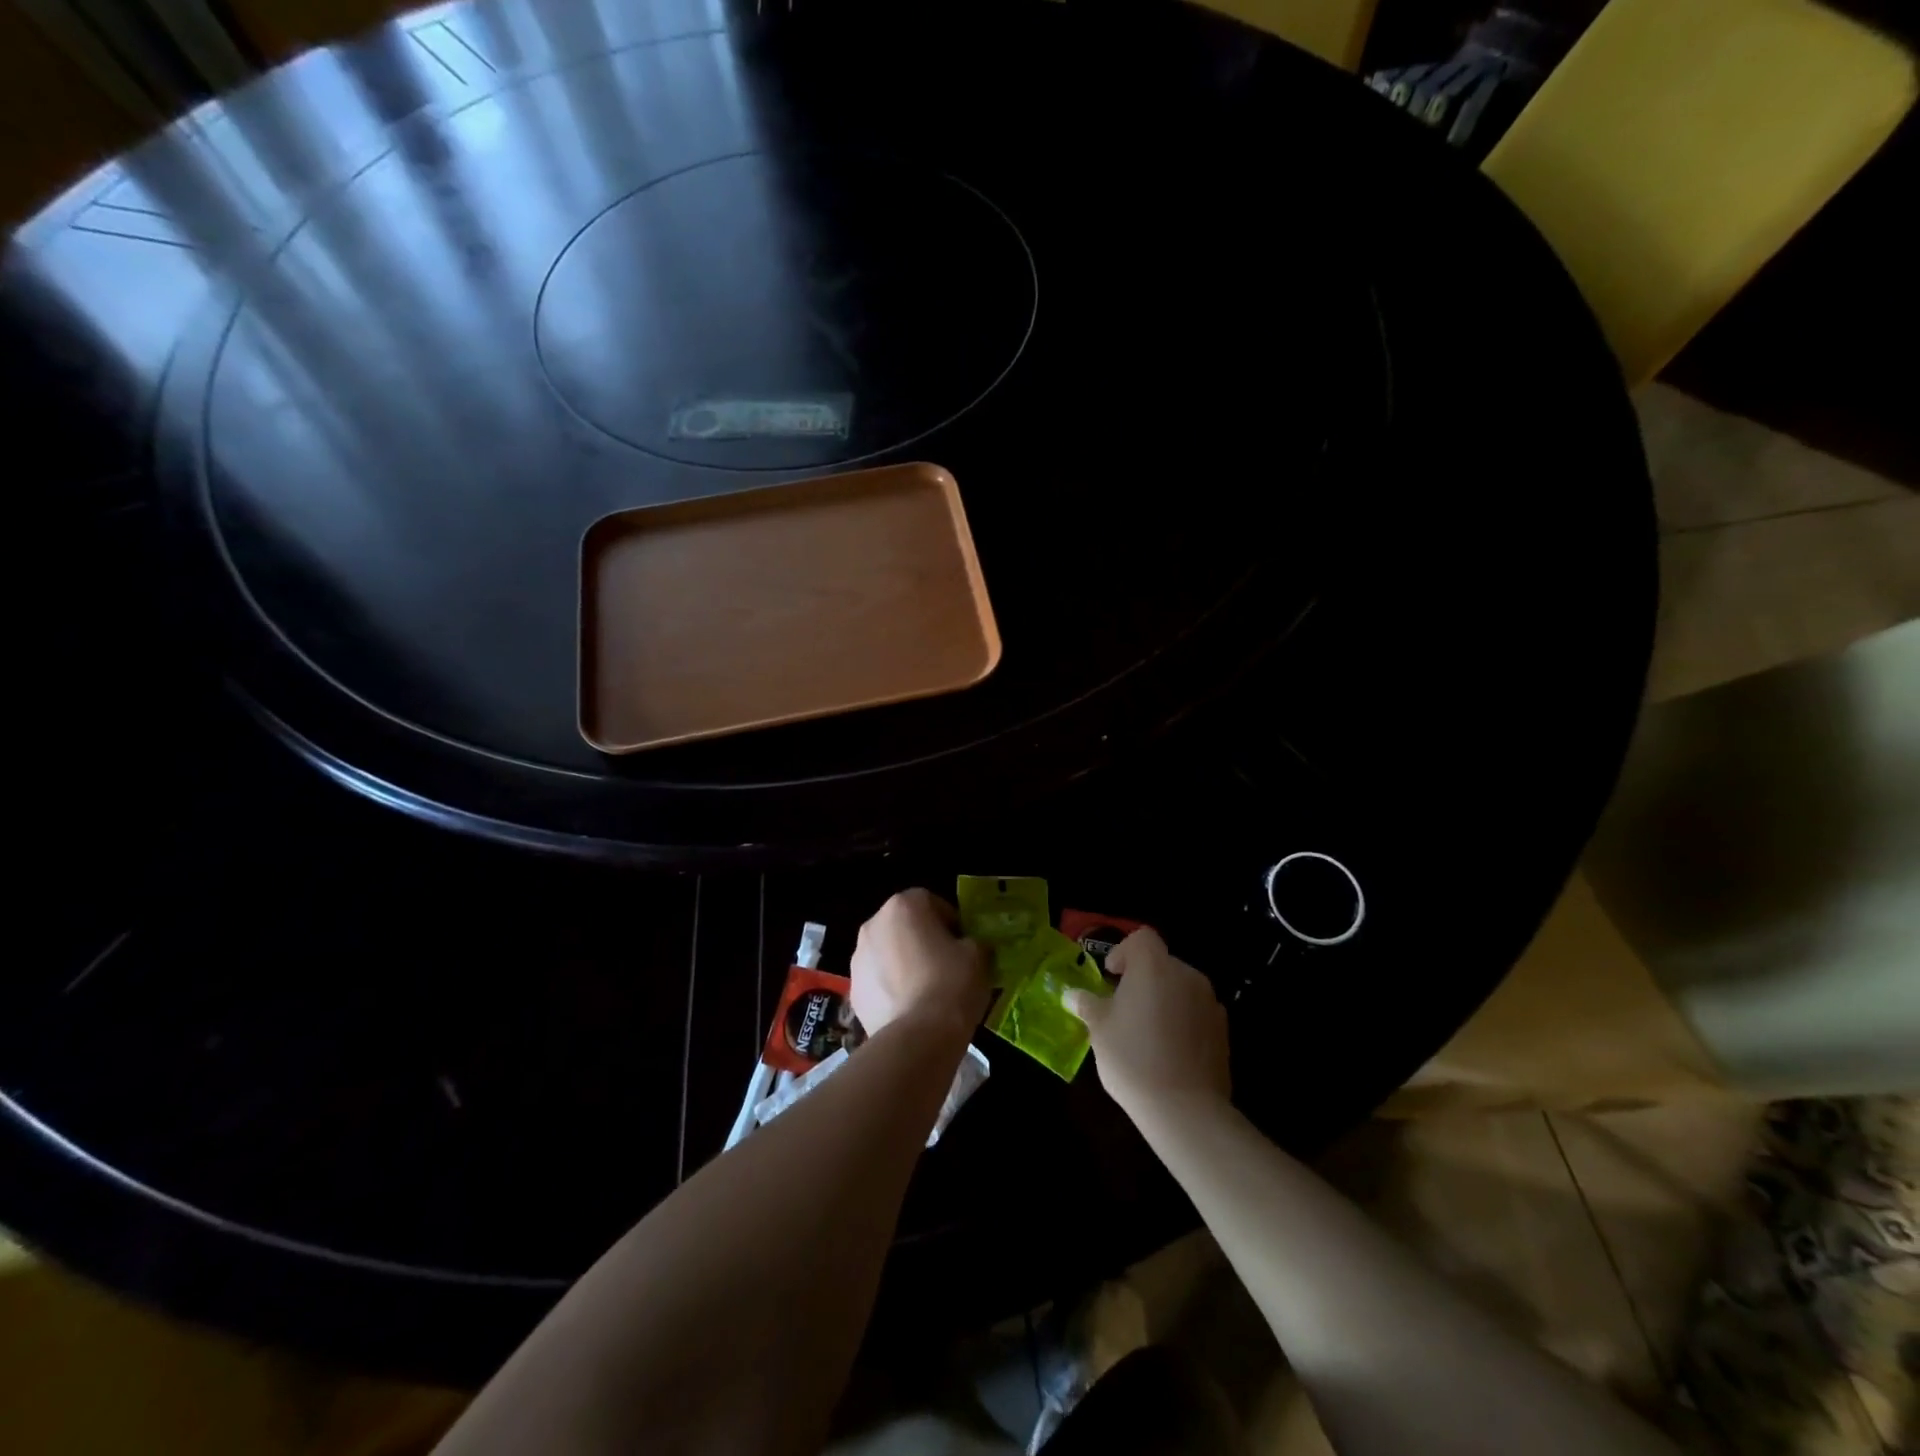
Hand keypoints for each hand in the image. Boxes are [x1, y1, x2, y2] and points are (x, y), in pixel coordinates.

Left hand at [850, 889, 991, 1035]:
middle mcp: (873, 925)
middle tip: (945, 964)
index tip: (962, 942)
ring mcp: (858, 959)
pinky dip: (891, 989)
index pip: (929, 901)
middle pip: (903, 926)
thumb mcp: (978, 955)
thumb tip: (968, 947)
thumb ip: (972, 942)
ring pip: (887, 953)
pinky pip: (877, 981)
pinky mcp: (853, 991)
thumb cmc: (951, 983)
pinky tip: (910, 1009)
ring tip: (926, 991)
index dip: (949, 921)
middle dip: (922, 940)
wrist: (918, 1037)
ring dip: (903, 964)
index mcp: (903, 906)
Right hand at [1063, 928, 1229, 1122]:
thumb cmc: (1132, 1058)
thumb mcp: (1099, 1029)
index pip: (1142, 938)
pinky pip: (1197, 1012)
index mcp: (1153, 966)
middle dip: (1143, 978)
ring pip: (1181, 988)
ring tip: (1147, 1031)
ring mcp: (1209, 1001)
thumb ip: (1088, 1004)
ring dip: (1164, 999)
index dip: (1124, 951)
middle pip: (1162, 962)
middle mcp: (1186, 974)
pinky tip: (1170, 1050)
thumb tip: (1073, 995)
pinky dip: (1183, 1020)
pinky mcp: (1223, 1030)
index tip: (1112, 976)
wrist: (1184, 1108)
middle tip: (1124, 1007)